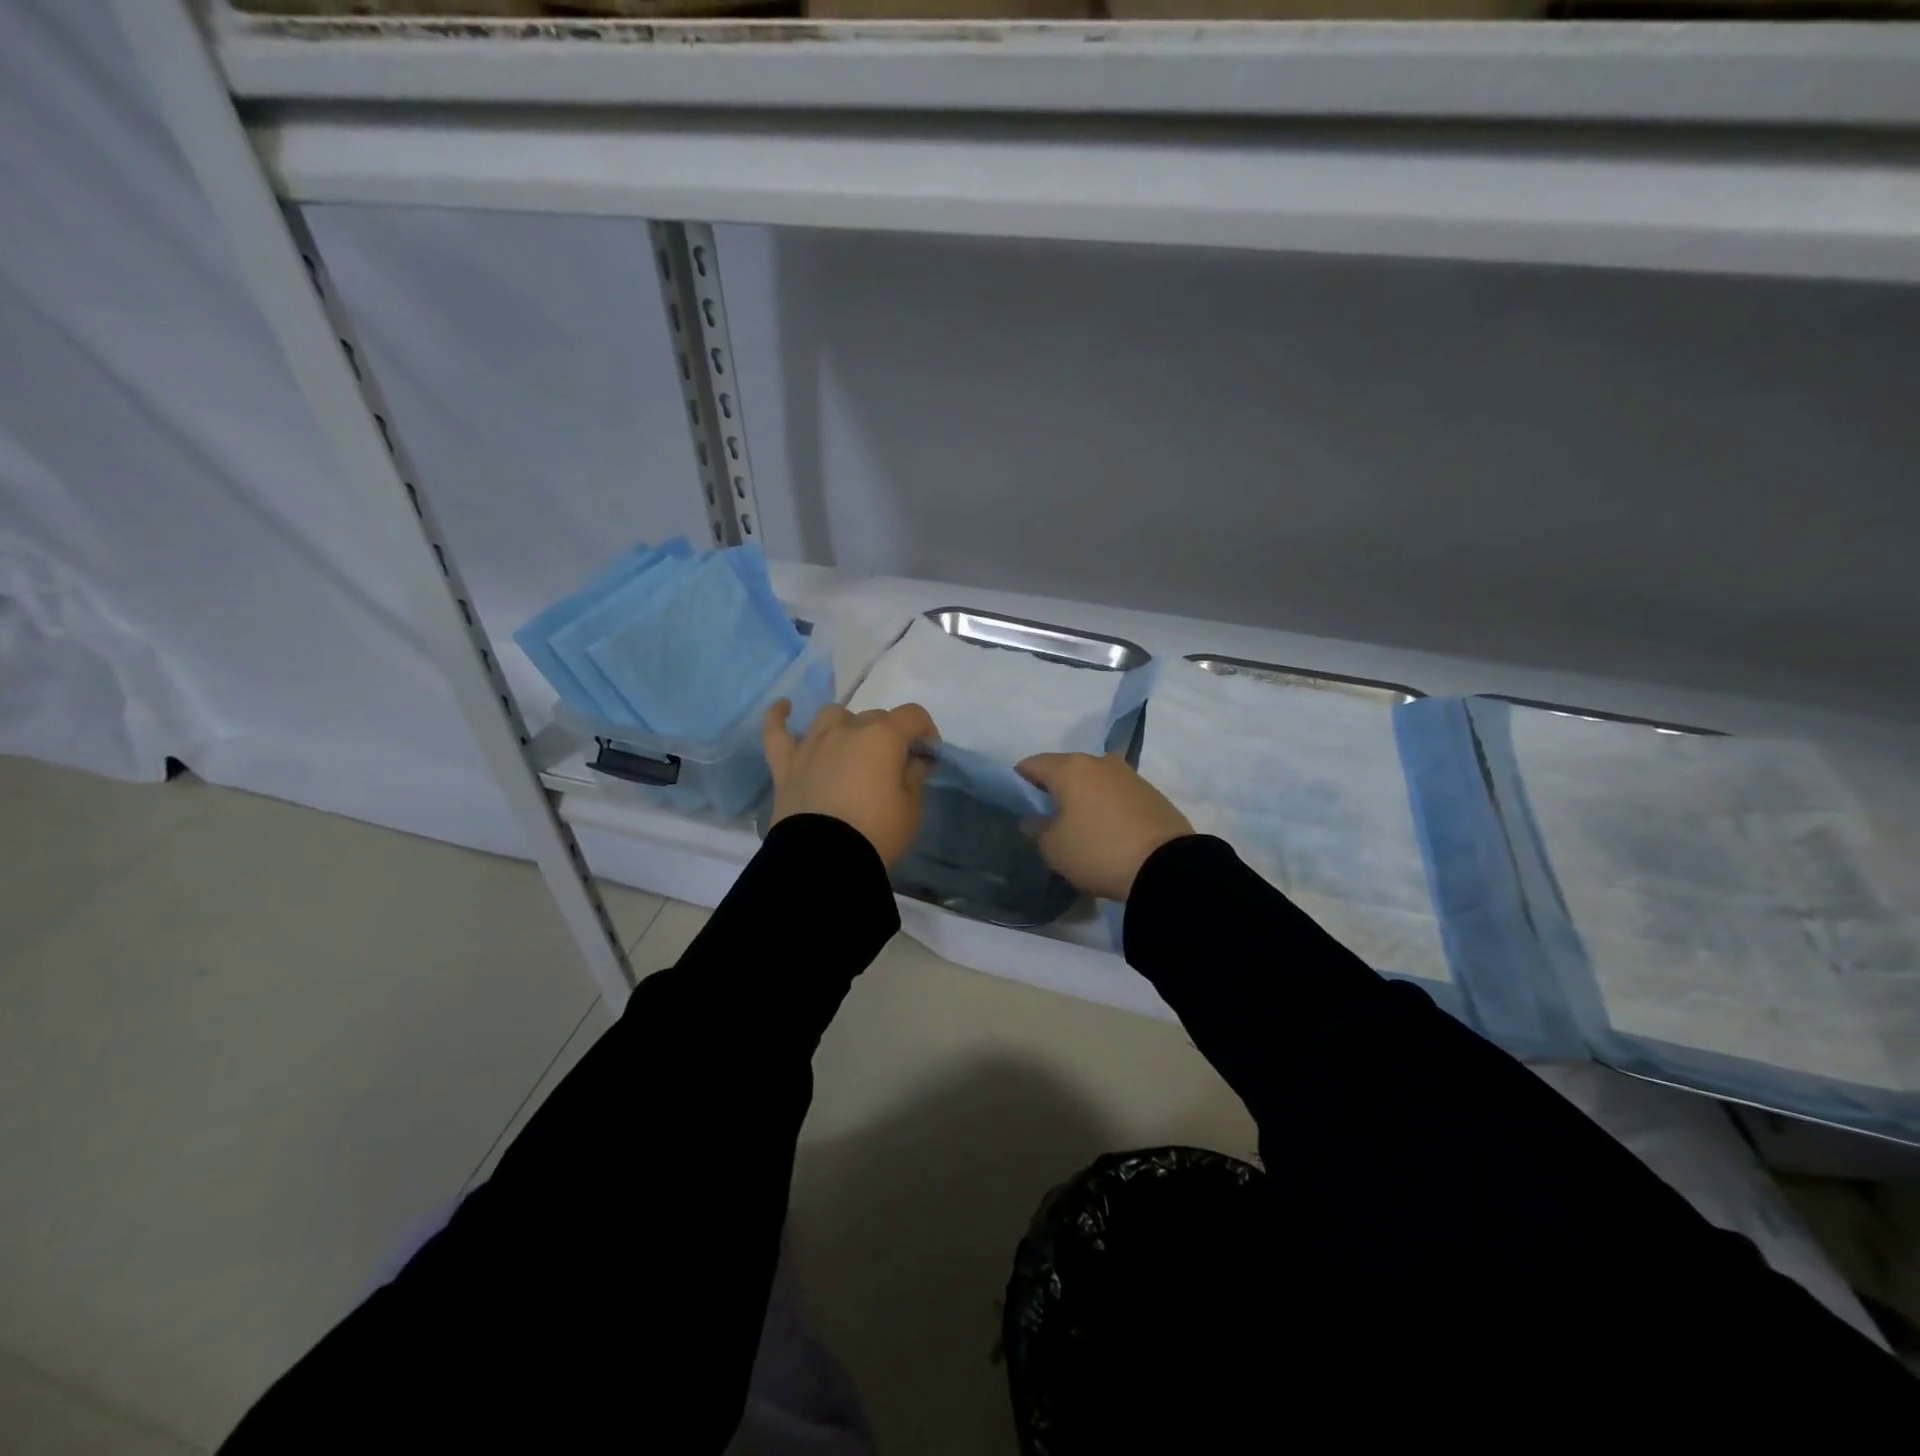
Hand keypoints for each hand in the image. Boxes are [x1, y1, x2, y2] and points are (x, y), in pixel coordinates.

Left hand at [763, 700, 936, 868]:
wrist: (824, 860)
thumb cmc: (876, 833)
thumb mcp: (910, 808)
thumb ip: (914, 776)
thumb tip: (913, 760)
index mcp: (883, 736)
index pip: (912, 716)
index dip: (925, 731)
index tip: (928, 755)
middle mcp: (846, 730)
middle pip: (874, 717)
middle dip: (889, 735)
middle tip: (892, 766)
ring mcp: (813, 744)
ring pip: (832, 716)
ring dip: (847, 725)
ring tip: (852, 747)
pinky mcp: (786, 764)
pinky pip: (776, 731)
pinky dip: (779, 717)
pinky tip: (784, 707)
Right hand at [1016, 752, 1192, 901]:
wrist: (1166, 867)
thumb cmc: (1098, 851)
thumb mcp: (1054, 849)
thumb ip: (1037, 830)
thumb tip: (1035, 819)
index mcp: (1069, 768)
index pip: (1032, 764)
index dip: (1019, 781)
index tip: (1018, 804)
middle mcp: (1098, 762)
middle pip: (1065, 768)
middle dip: (1053, 787)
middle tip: (1047, 816)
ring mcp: (1128, 774)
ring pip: (1093, 779)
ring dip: (1082, 795)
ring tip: (1079, 824)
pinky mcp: (1151, 792)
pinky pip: (1116, 792)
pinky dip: (1106, 804)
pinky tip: (1106, 827)